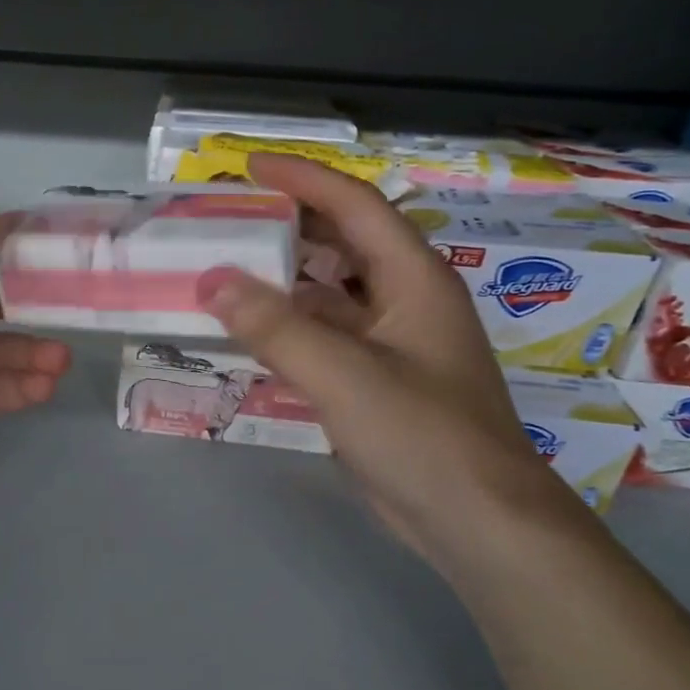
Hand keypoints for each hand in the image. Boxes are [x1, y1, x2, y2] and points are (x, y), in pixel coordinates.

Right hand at [196, 154, 584, 565]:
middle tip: (227, 218)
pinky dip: (288, 328)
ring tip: (225, 271)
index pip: (356, 205)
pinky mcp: (377, 381)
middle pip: (343, 243)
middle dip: (288, 224)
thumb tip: (212, 281)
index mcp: (413, 279)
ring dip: (283, 280)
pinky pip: (325, 337)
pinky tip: (249, 334)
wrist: (477, 521)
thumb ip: (275, 327)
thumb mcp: (343, 376)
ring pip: (330, 293)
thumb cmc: (422, 436)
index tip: (249, 167)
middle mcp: (405, 300)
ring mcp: (392, 343)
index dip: (303, 179)